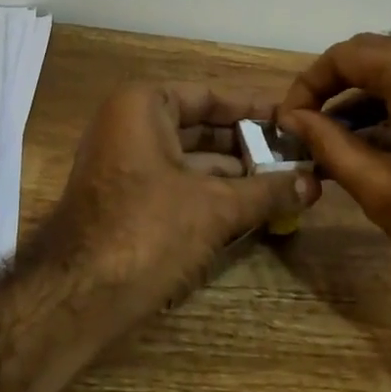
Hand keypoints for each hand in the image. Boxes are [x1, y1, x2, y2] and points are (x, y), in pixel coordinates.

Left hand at [29, 81, 319, 321]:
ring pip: (189, 160)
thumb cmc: (147, 230)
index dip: (254, 110)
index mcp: (143, 105)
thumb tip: (314, 184)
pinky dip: (210, 194)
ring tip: (285, 185)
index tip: (292, 121)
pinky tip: (251, 209)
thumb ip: (266, 191)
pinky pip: (175, 184)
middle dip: (248, 146)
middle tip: (296, 158)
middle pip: (200, 127)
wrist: (76, 294)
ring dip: (234, 174)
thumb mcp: (215, 207)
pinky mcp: (124, 199)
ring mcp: (123, 162)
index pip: (210, 96)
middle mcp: (128, 124)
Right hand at [276, 34, 390, 320]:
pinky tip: (378, 144)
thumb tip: (294, 119)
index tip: (289, 120)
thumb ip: (329, 144)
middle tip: (308, 126)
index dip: (308, 83)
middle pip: (372, 54)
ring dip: (363, 96)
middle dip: (333, 86)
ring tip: (336, 140)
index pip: (345, 55)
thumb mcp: (380, 189)